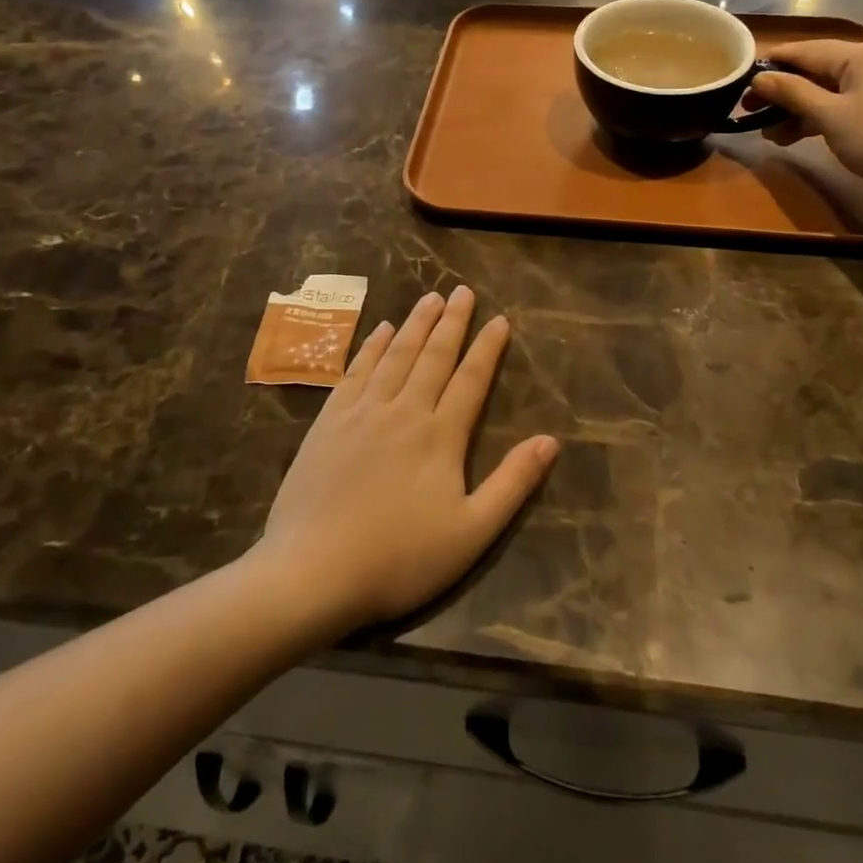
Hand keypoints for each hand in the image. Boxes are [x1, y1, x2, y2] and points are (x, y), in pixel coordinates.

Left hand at [256, 287, 558, 634]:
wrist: (312, 572)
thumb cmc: (399, 558)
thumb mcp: (471, 533)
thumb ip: (513, 483)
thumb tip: (550, 440)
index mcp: (440, 436)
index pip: (471, 379)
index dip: (487, 348)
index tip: (499, 319)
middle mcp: (403, 411)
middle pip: (433, 356)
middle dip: (451, 321)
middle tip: (462, 291)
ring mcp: (362, 413)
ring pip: (395, 356)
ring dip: (415, 324)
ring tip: (429, 298)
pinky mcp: (329, 422)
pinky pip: (356, 371)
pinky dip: (372, 347)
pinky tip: (381, 331)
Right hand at [748, 39, 862, 207]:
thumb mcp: (829, 115)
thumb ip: (792, 92)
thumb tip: (759, 77)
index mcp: (861, 54)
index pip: (806, 50)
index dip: (772, 61)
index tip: (741, 76)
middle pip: (816, 70)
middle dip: (782, 90)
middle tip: (748, 109)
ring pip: (827, 90)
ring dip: (796, 109)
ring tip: (766, 131)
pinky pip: (841, 104)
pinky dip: (817, 117)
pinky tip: (792, 135)